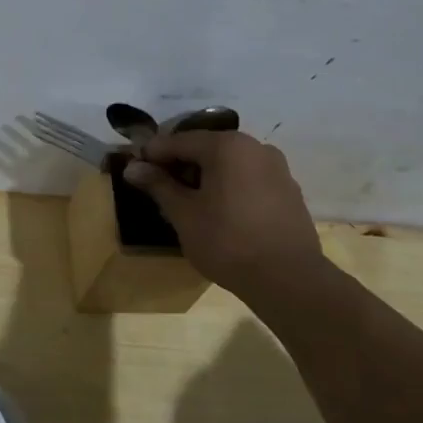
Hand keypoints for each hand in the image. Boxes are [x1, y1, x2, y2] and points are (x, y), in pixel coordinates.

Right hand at [122, 130, 323, 291]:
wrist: (288, 280)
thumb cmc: (227, 241)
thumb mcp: (183, 213)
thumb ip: (158, 185)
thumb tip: (133, 167)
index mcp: (227, 146)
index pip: (178, 141)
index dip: (153, 154)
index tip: (135, 169)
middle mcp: (255, 147)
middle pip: (206, 148)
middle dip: (180, 165)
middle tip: (159, 188)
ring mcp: (277, 168)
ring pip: (229, 164)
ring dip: (206, 176)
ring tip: (189, 203)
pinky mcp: (289, 191)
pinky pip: (249, 179)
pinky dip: (229, 187)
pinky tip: (220, 212)